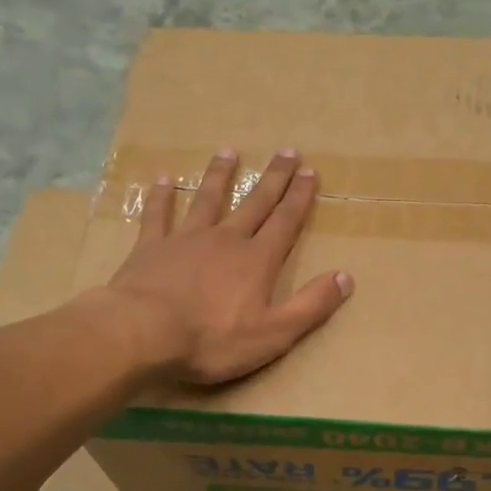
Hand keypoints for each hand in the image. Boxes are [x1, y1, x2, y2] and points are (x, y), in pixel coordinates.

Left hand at [107, 147, 353, 385]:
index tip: (310, 171)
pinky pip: (158, 215)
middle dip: (273, 179)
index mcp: (257, 261)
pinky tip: (163, 180)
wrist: (144, 333)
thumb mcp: (274, 333)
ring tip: (228, 152)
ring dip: (220, 176)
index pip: (285, 222)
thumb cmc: (212, 340)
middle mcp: (226, 240)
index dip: (300, 198)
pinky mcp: (150, 247)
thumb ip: (311, 305)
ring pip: (208, 200)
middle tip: (287, 151)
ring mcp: (186, 239)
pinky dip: (162, 197)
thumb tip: (346, 277)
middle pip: (254, 203)